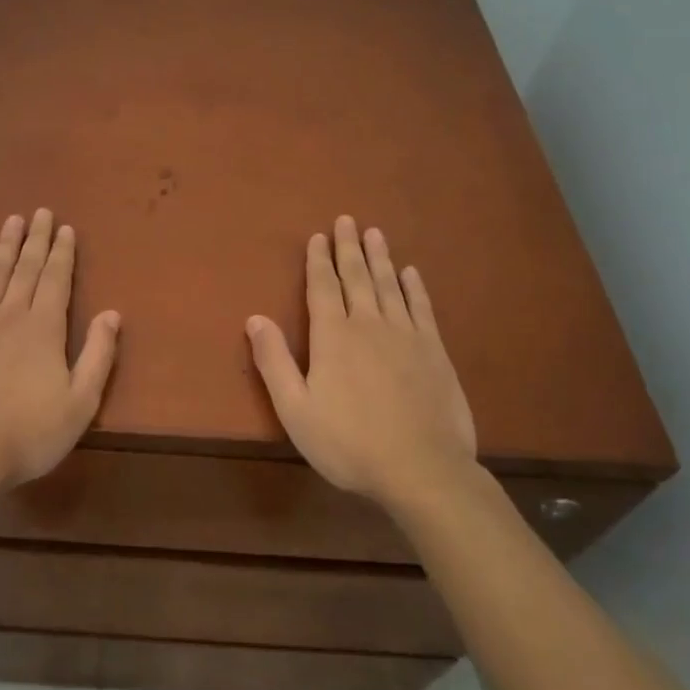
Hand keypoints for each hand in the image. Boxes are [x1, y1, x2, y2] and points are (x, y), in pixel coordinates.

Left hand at [0, 209, 120, 491]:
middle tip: (41, 212)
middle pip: (26, 268)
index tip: (66, 228)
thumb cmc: (28, 433)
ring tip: (13, 219)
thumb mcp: (80, 403)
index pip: (57, 280)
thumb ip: (98, 355)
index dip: (63, 253)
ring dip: (5, 245)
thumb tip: (112, 313)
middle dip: (36, 239)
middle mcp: (11, 314)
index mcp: (45, 329)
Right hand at [245, 216, 477, 513]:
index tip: (318, 236)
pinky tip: (411, 273)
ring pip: (389, 285)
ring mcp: (405, 335)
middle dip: (348, 247)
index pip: (323, 287)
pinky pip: (421, 308)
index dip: (318, 260)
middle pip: (356, 277)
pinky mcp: (434, 351)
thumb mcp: (296, 409)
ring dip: (380, 258)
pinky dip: (414, 287)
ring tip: (375, 233)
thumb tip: (254, 318)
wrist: (422, 469)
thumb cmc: (350, 442)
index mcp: (333, 336)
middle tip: (347, 220)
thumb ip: (274, 361)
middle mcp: (368, 324)